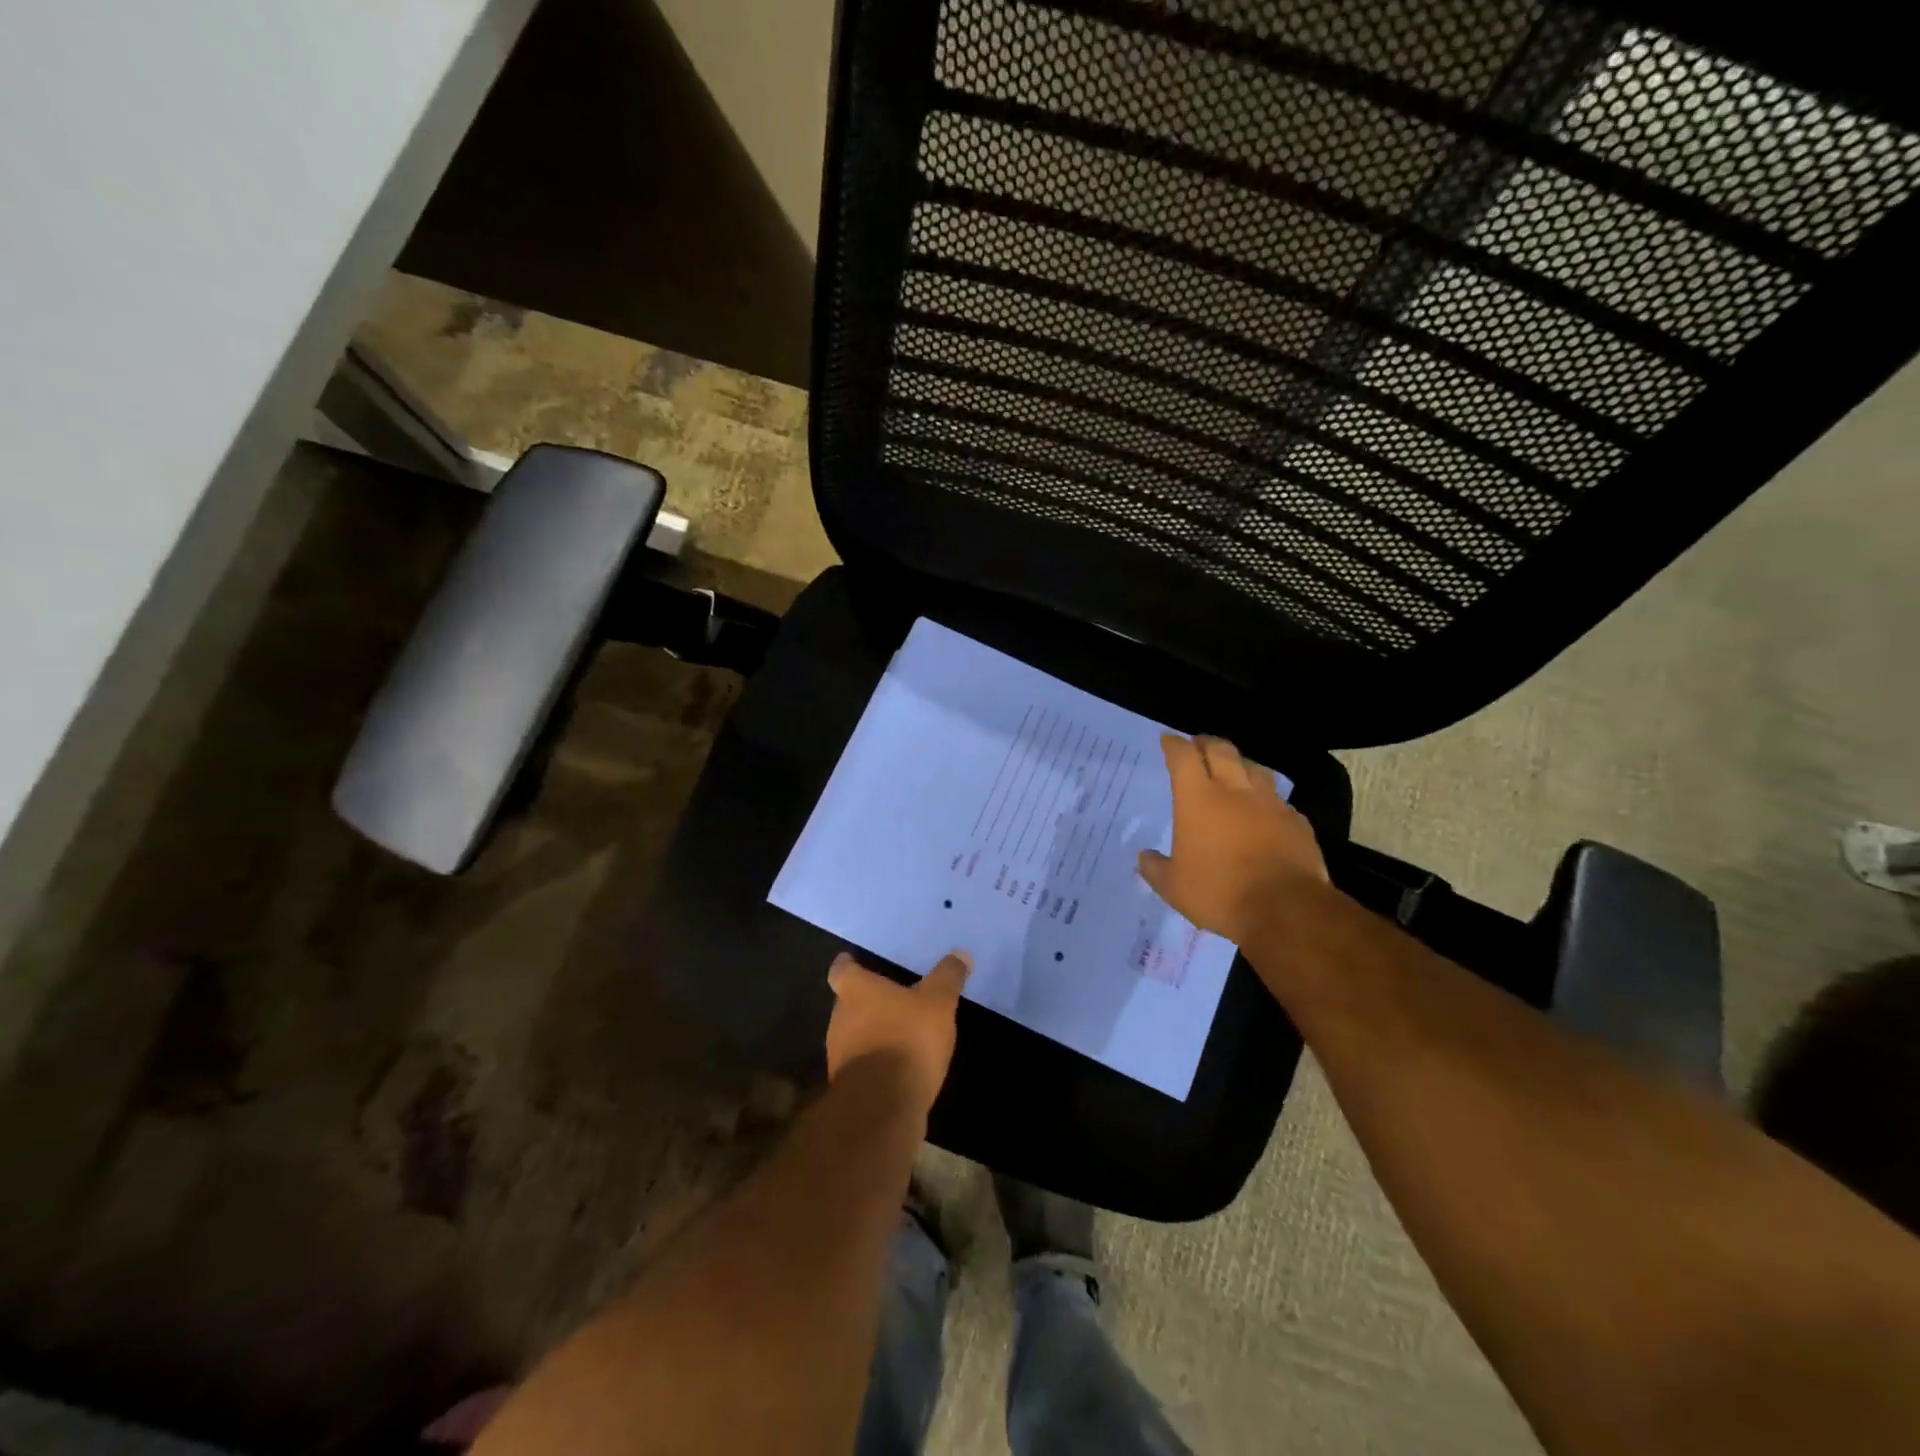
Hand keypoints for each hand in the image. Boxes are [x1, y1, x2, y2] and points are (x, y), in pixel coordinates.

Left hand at [825, 950, 971, 1113]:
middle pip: (848, 1002)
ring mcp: (840, 1054)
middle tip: (892, 998)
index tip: (855, 962)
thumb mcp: (938, 1002)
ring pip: (854, 1034)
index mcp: (856, 991)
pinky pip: (863, 1064)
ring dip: (873, 1032)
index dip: (849, 965)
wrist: (883, 1106)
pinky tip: (900, 1065)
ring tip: (900, 1032)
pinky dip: (877, 1060)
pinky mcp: (849, 1086)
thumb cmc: (907, 1039)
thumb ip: (948, 977)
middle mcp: (840, 1018)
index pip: (841, 970)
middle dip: (868, 1001)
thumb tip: (960, 953)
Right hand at [1137, 734, 1327, 944]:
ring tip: (1234, 769)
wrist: (1285, 909)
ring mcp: (1270, 804)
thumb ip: (1155, 868)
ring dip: (1240, 763)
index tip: (1168, 740)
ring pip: (1255, 768)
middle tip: (1199, 744)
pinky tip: (1266, 810)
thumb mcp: (1173, 887)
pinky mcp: (1296, 822)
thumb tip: (1144, 857)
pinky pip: (1279, 801)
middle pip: (1221, 751)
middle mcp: (1234, 791)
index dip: (1174, 745)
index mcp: (1198, 799)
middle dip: (1206, 743)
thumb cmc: (1219, 892)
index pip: (1183, 757)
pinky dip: (1268, 799)